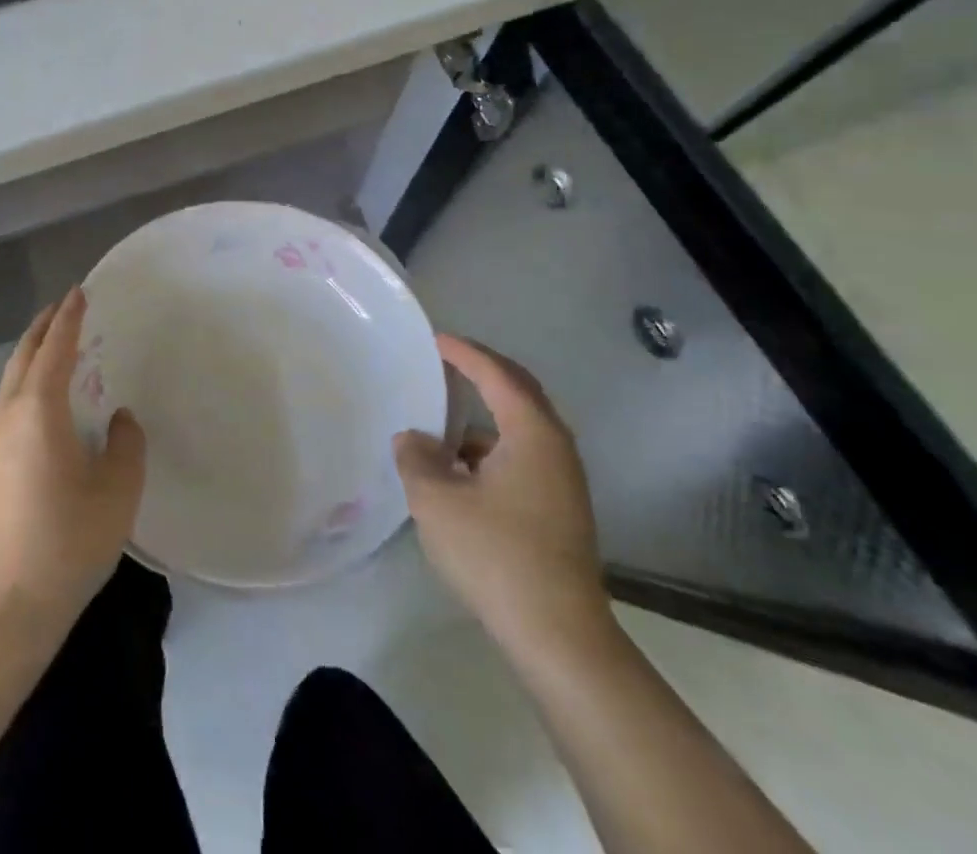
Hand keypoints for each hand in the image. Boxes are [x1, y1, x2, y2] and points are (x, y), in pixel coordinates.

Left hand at [0, 288, 146, 649]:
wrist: (2, 610)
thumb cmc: (66, 543)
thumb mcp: (117, 492)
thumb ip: (126, 445)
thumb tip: (119, 419)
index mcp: (38, 412)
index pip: (54, 349)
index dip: (69, 318)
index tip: (79, 292)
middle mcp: (7, 419)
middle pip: (22, 358)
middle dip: (42, 329)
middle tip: (62, 308)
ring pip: (9, 384)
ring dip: (30, 357)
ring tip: (54, 349)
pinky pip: (7, 409)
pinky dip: (25, 387)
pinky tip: (41, 407)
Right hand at [395, 334, 611, 656]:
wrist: (558, 637)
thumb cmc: (496, 555)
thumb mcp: (437, 500)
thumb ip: (416, 459)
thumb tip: (413, 439)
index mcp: (531, 432)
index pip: (496, 373)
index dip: (464, 352)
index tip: (434, 339)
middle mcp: (555, 447)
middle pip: (519, 392)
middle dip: (483, 372)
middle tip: (446, 362)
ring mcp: (563, 481)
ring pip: (521, 428)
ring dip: (486, 415)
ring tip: (444, 420)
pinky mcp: (561, 510)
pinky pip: (523, 456)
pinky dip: (492, 448)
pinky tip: (462, 471)